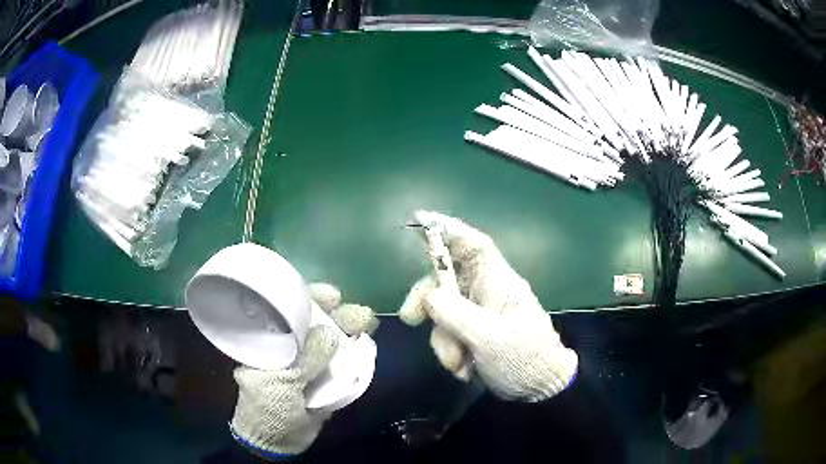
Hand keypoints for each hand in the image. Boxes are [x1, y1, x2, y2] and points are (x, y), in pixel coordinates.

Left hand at [231, 283, 377, 457]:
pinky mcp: (326, 379)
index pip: (289, 311)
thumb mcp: (280, 383)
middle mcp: (291, 348)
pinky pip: (343, 362)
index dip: (310, 298)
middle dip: (337, 314)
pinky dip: (356, 352)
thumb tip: (332, 333)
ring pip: (332, 341)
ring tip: (368, 323)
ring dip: (350, 330)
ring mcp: (310, 364)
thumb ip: (305, 360)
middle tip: (359, 312)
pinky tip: (367, 342)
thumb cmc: (268, 409)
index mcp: (271, 343)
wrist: (279, 442)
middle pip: (315, 323)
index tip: (331, 295)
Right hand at [400, 211, 577, 401]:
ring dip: (443, 339)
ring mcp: (477, 314)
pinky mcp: (471, 333)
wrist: (538, 388)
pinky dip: (449, 352)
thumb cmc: (523, 358)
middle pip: (445, 279)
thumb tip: (430, 296)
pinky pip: (447, 333)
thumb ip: (457, 314)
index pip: (472, 244)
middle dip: (427, 299)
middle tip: (410, 319)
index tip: (419, 220)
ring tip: (458, 365)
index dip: (447, 229)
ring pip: (442, 311)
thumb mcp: (490, 338)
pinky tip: (464, 370)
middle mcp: (485, 292)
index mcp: (498, 282)